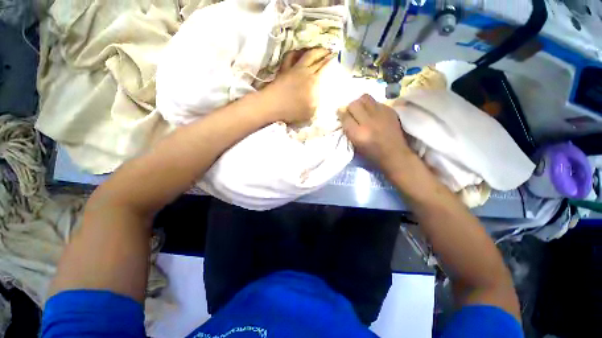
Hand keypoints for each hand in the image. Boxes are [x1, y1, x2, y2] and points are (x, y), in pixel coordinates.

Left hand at [261, 48, 334, 122]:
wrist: (273, 105)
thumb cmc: (292, 111)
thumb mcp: (310, 112)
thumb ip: (317, 103)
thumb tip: (320, 97)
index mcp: (313, 82)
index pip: (324, 68)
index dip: (330, 61)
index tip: (335, 57)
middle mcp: (305, 72)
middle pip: (317, 59)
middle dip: (325, 53)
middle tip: (330, 50)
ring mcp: (293, 69)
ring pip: (306, 55)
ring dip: (313, 50)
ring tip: (318, 49)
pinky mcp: (284, 70)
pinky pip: (290, 57)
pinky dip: (295, 53)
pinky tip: (298, 52)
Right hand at [340, 94, 413, 174]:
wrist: (394, 154)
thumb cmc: (371, 153)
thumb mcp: (355, 144)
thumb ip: (348, 129)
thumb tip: (342, 113)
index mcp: (358, 134)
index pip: (345, 117)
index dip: (341, 113)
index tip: (340, 113)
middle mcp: (368, 122)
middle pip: (354, 104)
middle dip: (350, 107)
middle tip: (352, 112)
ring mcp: (381, 114)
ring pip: (365, 98)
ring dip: (360, 103)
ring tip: (362, 110)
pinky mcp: (390, 110)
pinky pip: (376, 101)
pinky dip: (371, 105)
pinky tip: (373, 113)